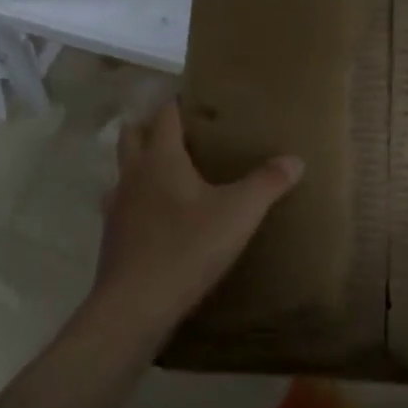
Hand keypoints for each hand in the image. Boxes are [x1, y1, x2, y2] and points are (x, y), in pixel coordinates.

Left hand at [94, 102, 302, 340]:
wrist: (135, 305)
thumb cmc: (188, 248)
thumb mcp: (239, 214)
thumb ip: (267, 183)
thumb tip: (296, 159)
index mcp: (161, 159)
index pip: (165, 116)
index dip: (179, 105)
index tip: (196, 101)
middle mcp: (133, 175)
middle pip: (132, 135)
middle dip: (149, 126)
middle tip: (179, 132)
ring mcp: (116, 206)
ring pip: (123, 171)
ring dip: (138, 164)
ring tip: (167, 172)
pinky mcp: (112, 238)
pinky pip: (121, 205)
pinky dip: (136, 201)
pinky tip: (155, 219)